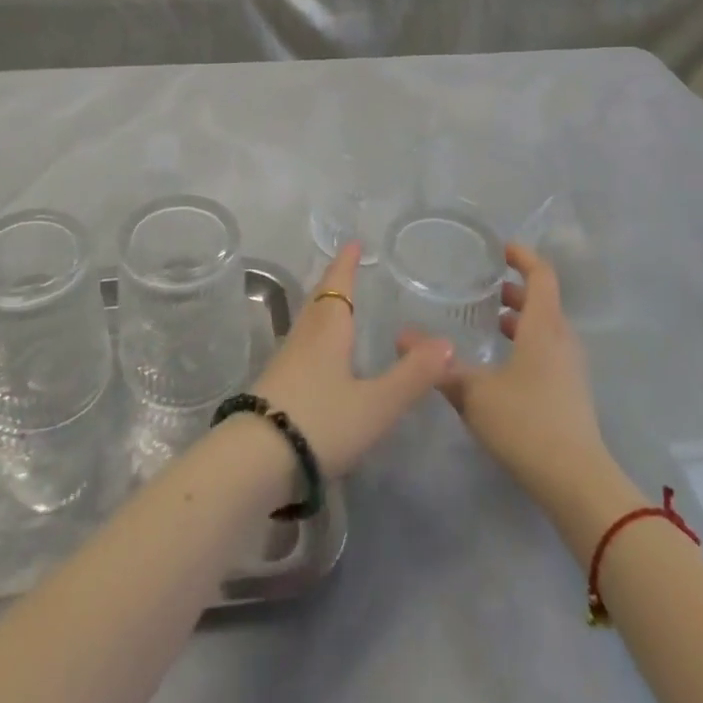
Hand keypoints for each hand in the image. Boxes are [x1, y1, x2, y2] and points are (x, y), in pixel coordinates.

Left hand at [250, 242, 453, 476]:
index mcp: (328, 330)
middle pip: (319, 300)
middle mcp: (304, 337)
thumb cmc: (321, 421)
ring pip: (308, 322)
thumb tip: (447, 342)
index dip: (346, 264)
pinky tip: (320, 356)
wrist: (256, 460)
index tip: (352, 242)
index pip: (338, 286)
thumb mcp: (376, 403)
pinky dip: (316, 336)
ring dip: (323, 308)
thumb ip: (412, 375)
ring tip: (337, 306)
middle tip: (346, 268)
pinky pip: (301, 346)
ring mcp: (285, 361)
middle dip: (334, 283)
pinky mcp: (276, 386)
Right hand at [402, 243, 605, 492]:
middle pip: (543, 301)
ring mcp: (570, 369)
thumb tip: (400, 337)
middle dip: (514, 289)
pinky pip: (547, 351)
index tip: (498, 248)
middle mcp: (562, 340)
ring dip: (520, 318)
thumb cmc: (526, 424)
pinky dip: (525, 343)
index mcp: (543, 327)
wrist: (577, 484)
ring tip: (487, 321)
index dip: (522, 256)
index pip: (541, 275)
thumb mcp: (473, 392)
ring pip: (545, 328)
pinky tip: (499, 364)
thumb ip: (438, 365)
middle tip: (482, 286)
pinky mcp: (571, 393)